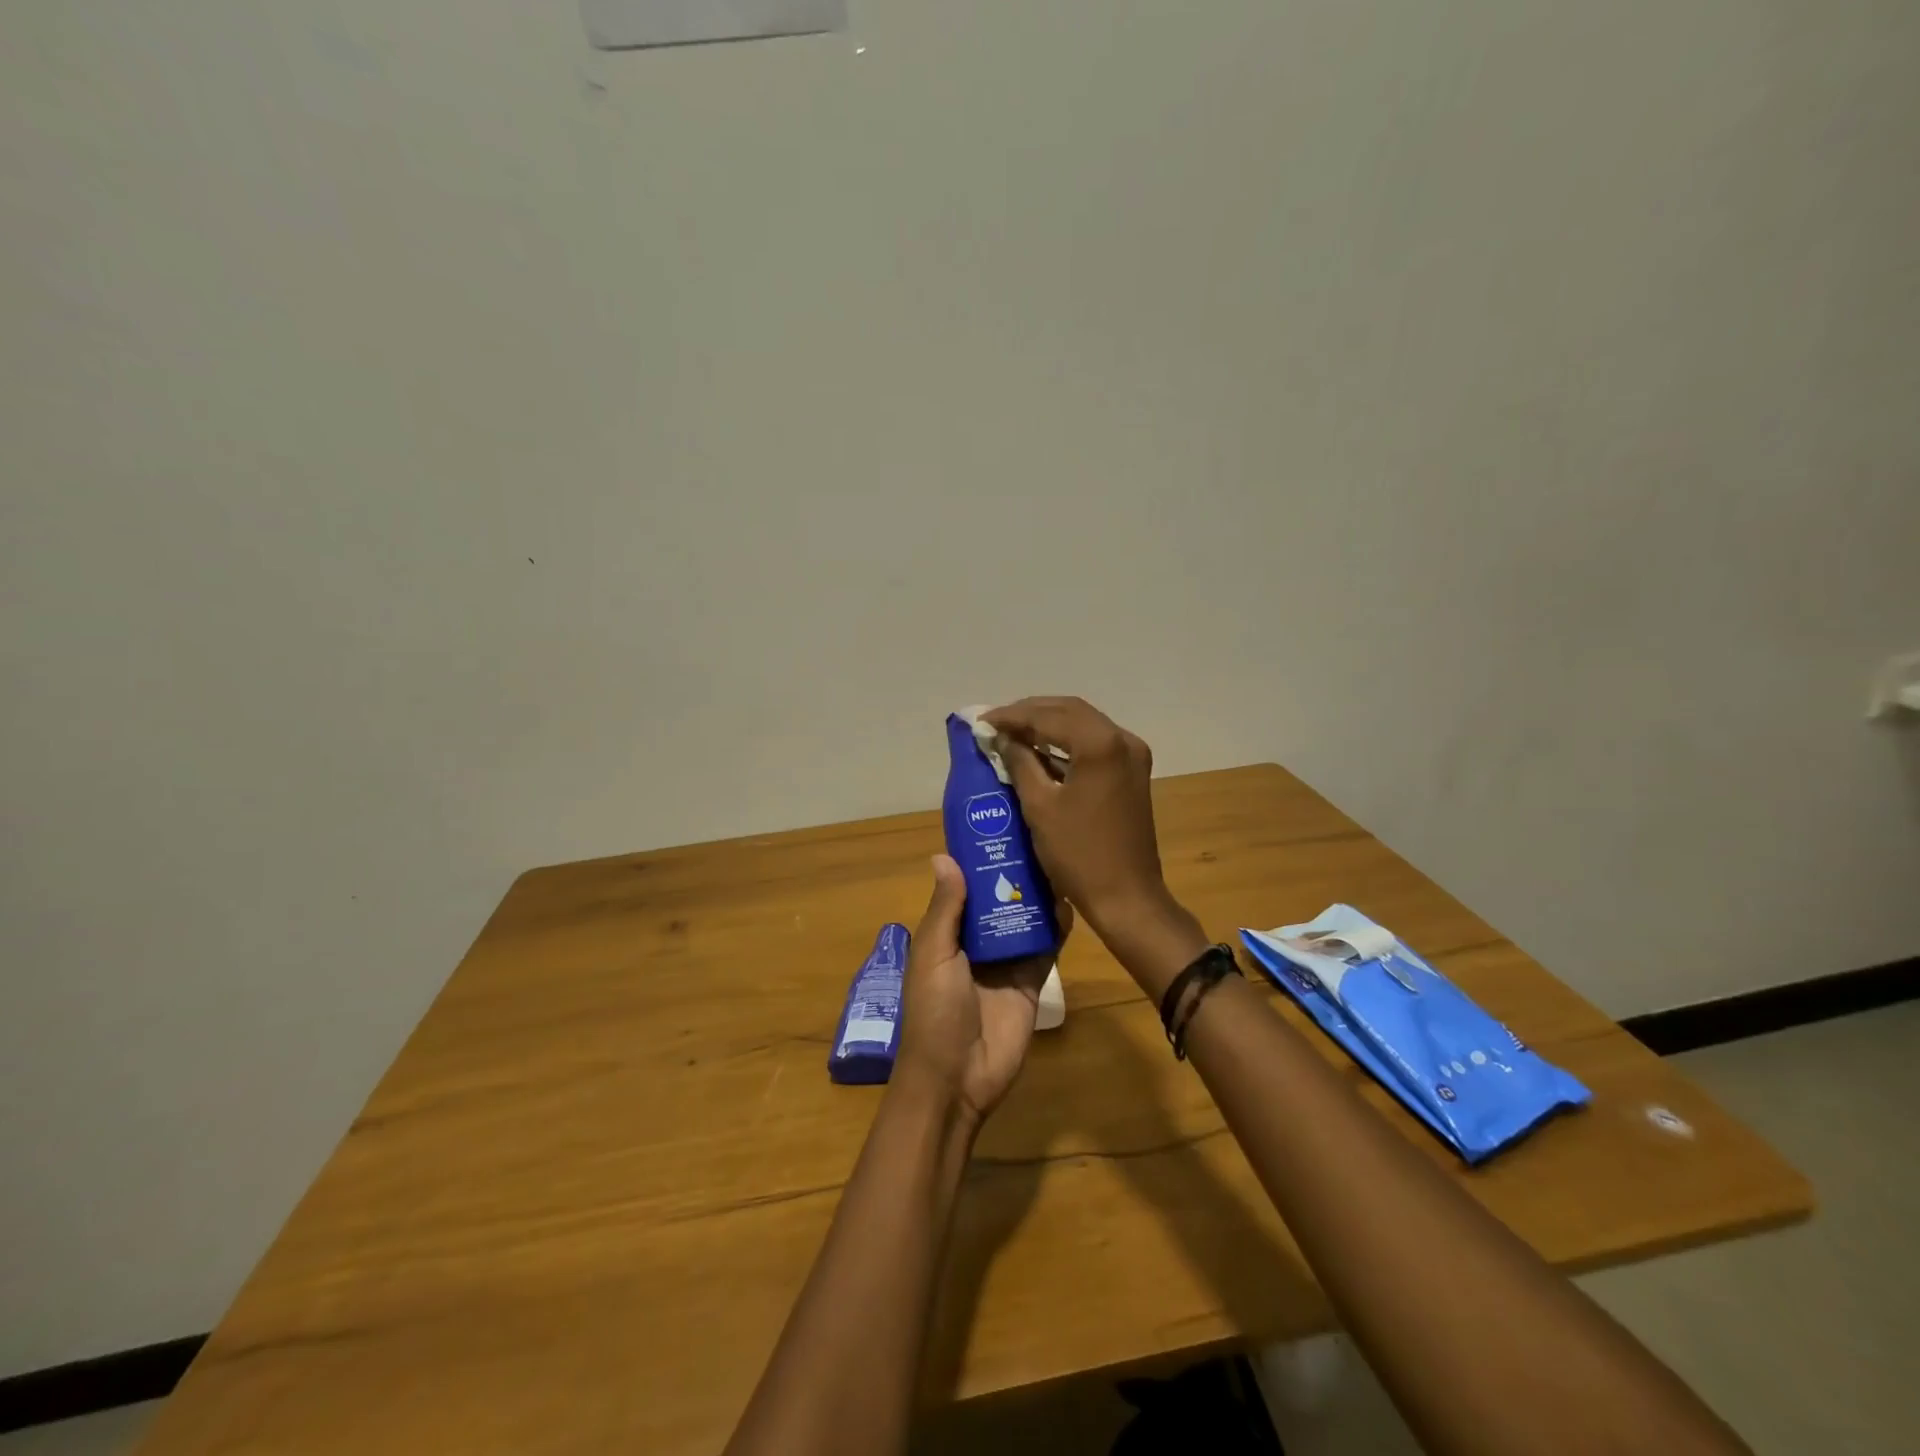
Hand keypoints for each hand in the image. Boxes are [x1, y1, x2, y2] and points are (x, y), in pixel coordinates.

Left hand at [894, 855, 1069, 1124]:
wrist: (958, 1079)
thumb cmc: (935, 1012)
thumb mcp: (934, 955)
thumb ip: (946, 909)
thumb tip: (944, 855)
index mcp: (947, 934)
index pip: (964, 889)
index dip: (978, 862)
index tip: (998, 827)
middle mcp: (977, 942)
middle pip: (998, 899)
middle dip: (1014, 873)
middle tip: (1038, 836)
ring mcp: (1006, 962)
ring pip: (1024, 919)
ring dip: (1037, 895)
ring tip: (1058, 859)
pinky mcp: (1031, 981)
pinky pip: (1046, 948)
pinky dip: (1057, 927)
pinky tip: (1069, 901)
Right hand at [981, 697, 1170, 926]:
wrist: (1127, 897)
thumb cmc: (1078, 854)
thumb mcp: (1039, 806)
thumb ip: (1020, 762)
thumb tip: (1002, 737)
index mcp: (1100, 744)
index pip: (1048, 716)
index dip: (1012, 715)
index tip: (982, 720)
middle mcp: (1122, 739)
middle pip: (1070, 711)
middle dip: (1031, 713)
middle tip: (996, 722)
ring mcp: (1133, 755)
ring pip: (1084, 724)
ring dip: (1049, 724)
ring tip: (1013, 732)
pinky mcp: (1133, 772)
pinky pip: (1095, 743)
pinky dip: (1067, 741)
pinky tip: (1041, 750)